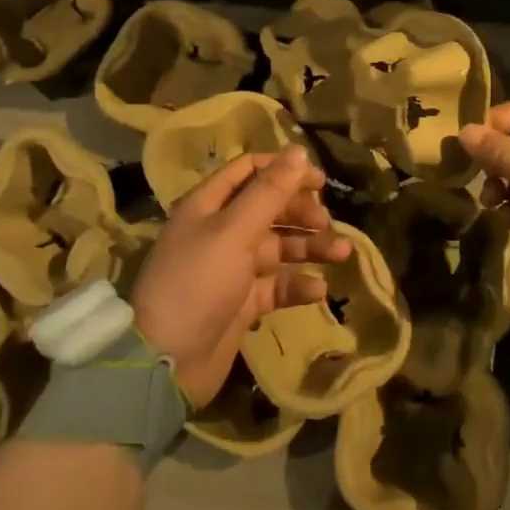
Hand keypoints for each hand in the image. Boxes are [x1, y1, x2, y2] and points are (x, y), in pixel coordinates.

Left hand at [129, 146, 350, 407]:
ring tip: (341, 252)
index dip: (283, 170)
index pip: (249, 171)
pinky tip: (317, 290)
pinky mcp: (244, 301)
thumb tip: (298, 150)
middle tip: (326, 221)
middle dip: (300, 211)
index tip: (318, 179)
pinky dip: (297, 284)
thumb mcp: (234, 231)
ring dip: (309, 247)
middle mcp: (220, 231)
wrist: (168, 360)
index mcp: (209, 205)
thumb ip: (269, 192)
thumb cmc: (198, 283)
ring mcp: (233, 267)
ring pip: (279, 246)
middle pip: (269, 208)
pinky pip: (277, 284)